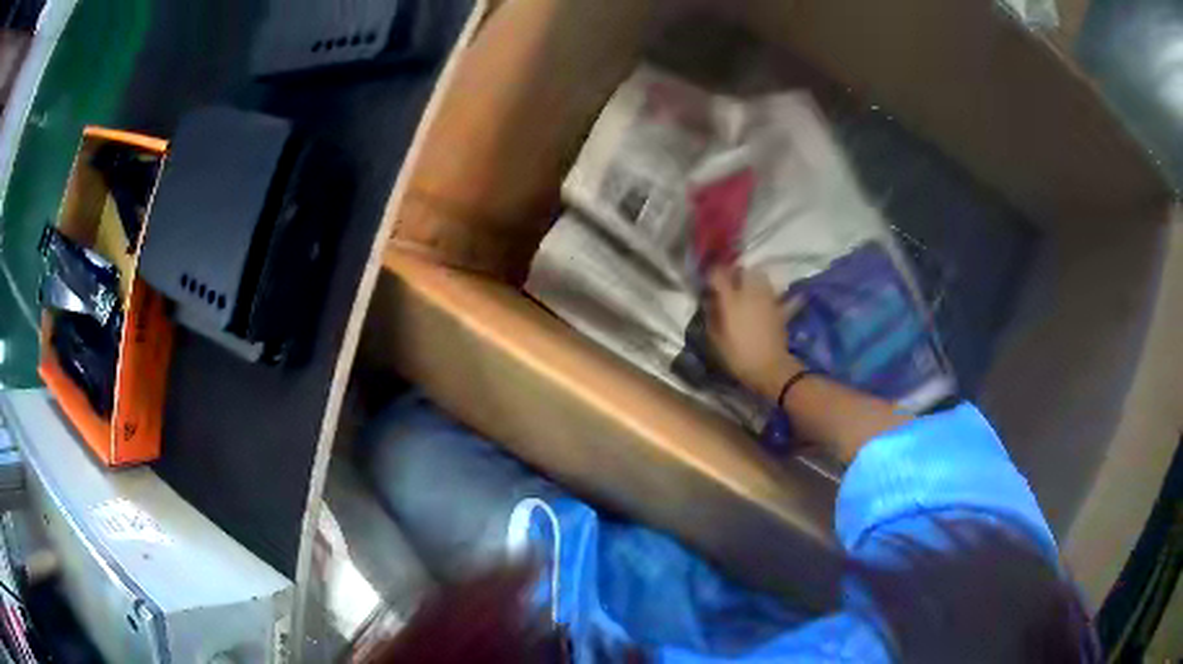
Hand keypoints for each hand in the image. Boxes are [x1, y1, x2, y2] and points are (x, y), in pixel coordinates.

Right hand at [706, 266, 802, 399]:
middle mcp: (750, 293)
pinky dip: (768, 292)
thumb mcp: (716, 339)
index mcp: (731, 300)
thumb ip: (712, 315)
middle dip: (735, 273)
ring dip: (752, 279)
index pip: (719, 274)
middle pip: (742, 270)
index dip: (712, 273)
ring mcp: (767, 298)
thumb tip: (710, 300)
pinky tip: (764, 299)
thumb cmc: (738, 356)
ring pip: (760, 276)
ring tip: (746, 289)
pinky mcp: (779, 306)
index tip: (708, 280)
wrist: (770, 368)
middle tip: (728, 283)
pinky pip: (774, 292)